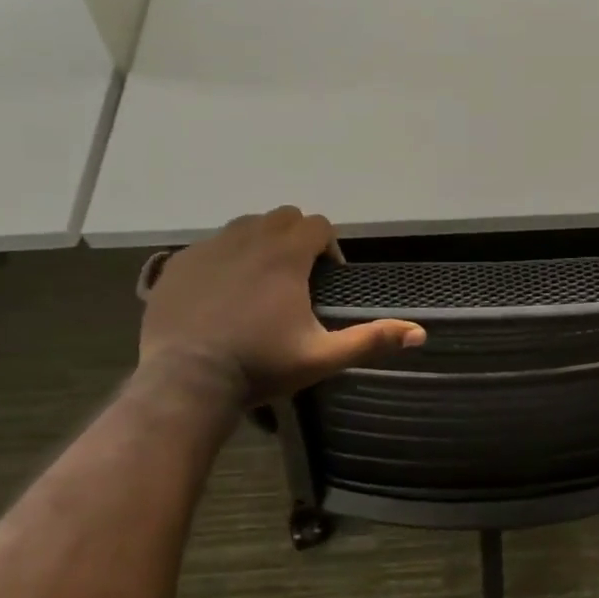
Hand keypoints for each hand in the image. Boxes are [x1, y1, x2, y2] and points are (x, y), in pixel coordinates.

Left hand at [138, 207, 424, 406]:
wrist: (185, 380)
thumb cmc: (260, 366)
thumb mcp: (321, 357)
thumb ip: (371, 340)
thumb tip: (420, 334)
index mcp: (285, 255)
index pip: (317, 224)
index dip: (329, 246)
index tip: (327, 279)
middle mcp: (247, 238)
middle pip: (283, 216)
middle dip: (296, 238)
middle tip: (297, 279)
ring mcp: (208, 247)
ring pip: (245, 226)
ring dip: (260, 243)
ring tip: (260, 283)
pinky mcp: (178, 262)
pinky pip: (210, 246)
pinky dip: (224, 259)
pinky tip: (222, 295)